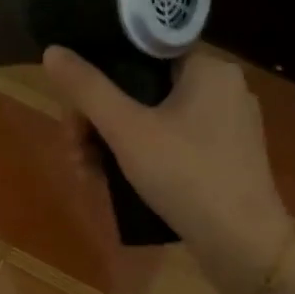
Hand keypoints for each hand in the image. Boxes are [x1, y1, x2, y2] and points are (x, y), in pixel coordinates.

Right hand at [43, 46, 292, 293]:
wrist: (241, 243)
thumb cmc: (185, 175)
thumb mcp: (126, 130)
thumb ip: (88, 89)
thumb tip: (53, 51)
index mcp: (208, 67)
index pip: (142, 50)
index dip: (100, 72)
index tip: (75, 105)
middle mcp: (223, 87)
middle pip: (142, 88)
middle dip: (99, 119)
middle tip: (74, 150)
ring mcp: (228, 124)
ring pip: (154, 118)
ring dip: (113, 141)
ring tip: (87, 172)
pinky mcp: (227, 156)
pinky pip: (173, 141)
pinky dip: (142, 155)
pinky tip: (117, 181)